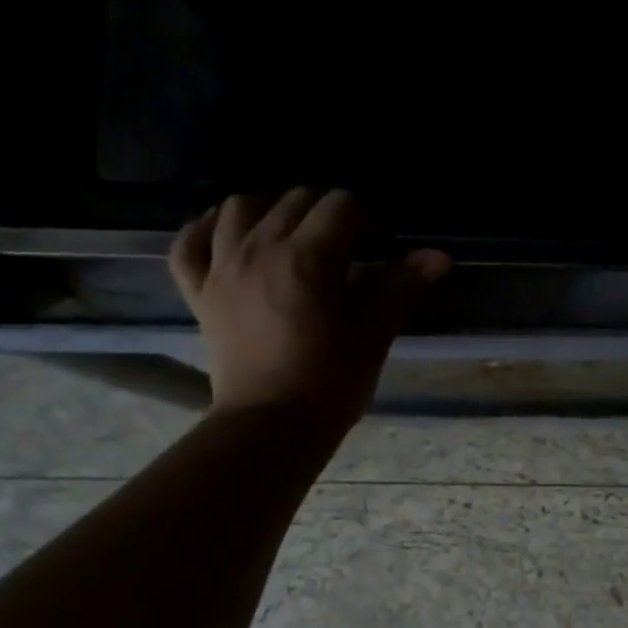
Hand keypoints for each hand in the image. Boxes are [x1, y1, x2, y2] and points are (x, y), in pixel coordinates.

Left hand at [169, 189, 449, 426]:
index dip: (366, 217)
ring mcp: (222, 269)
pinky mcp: (199, 293)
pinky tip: (227, 233)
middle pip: (293, 200)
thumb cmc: (330, 383)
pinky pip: (190, 244)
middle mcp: (259, 249)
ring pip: (238, 208)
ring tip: (290, 228)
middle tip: (345, 241)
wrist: (271, 427)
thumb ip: (401, 287)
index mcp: (307, 258)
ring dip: (269, 207)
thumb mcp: (374, 335)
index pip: (341, 206)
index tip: (379, 241)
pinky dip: (207, 229)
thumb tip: (437, 256)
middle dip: (325, 210)